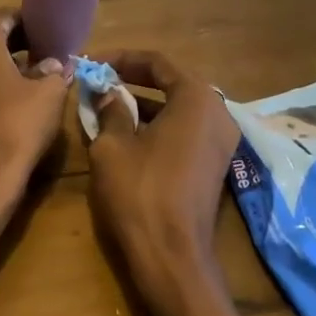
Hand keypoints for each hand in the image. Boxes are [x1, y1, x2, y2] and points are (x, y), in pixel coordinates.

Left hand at [0, 9, 69, 197]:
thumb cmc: (19, 122)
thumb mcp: (50, 91)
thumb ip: (54, 69)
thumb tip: (55, 63)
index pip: (7, 16)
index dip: (32, 20)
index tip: (54, 28)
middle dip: (23, 41)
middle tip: (53, 48)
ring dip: (13, 62)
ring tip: (44, 70)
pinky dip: (1, 81)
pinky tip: (25, 94)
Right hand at [86, 51, 241, 309]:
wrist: (173, 256)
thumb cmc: (140, 192)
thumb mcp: (113, 146)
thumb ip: (111, 110)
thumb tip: (109, 93)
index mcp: (196, 98)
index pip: (157, 63)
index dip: (122, 59)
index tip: (94, 64)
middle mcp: (218, 112)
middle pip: (172, 83)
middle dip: (134, 81)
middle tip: (101, 82)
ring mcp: (222, 140)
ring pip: (179, 109)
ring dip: (145, 105)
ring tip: (108, 106)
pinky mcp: (217, 164)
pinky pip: (186, 130)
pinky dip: (159, 126)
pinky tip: (129, 134)